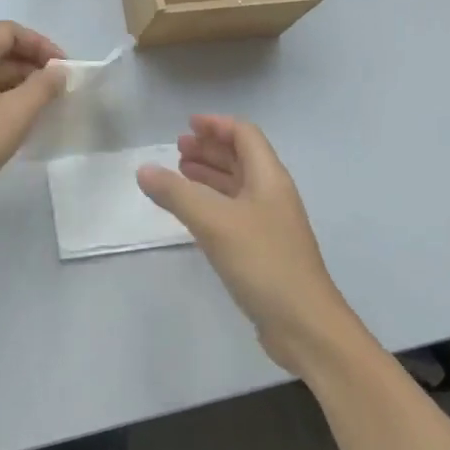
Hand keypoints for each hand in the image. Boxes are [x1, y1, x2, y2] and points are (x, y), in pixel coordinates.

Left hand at [0, 21, 65, 228]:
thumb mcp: (15, 113)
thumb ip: (42, 87)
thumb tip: (58, 71)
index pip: (11, 31)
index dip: (41, 44)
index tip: (63, 69)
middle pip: (3, 52)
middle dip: (35, 67)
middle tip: (61, 92)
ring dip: (23, 88)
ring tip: (49, 110)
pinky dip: (8, 104)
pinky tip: (24, 127)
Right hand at [137, 115, 357, 374]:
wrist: (304, 325)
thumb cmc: (263, 262)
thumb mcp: (214, 222)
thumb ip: (177, 193)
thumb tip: (144, 169)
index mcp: (269, 178)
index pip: (245, 135)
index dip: (217, 125)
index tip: (187, 125)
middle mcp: (272, 194)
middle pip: (241, 158)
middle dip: (210, 149)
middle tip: (177, 149)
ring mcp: (270, 223)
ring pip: (237, 186)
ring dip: (209, 174)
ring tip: (179, 173)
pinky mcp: (263, 249)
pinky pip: (234, 212)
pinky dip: (212, 202)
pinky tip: (192, 212)